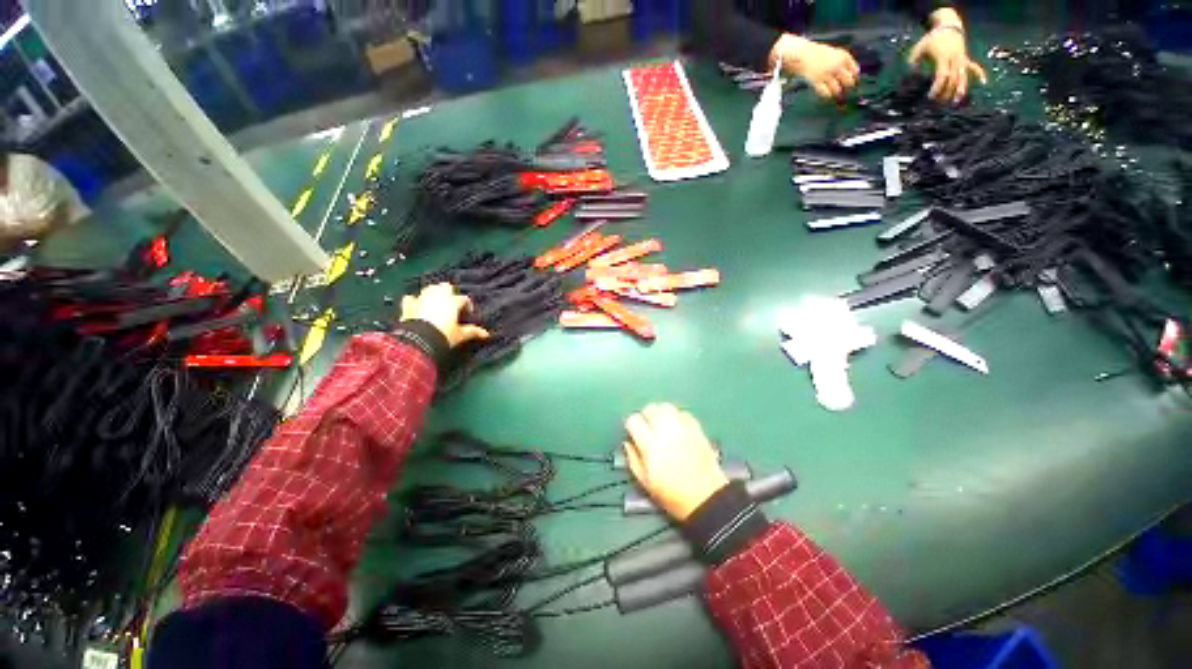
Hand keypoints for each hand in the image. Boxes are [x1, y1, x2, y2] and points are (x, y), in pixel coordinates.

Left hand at [400, 283, 489, 347]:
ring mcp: (422, 299)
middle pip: (445, 286)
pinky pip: (410, 298)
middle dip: (449, 292)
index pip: (463, 299)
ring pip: (429, 289)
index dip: (467, 305)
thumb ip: (473, 332)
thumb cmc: (444, 335)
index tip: (468, 314)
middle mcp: (438, 296)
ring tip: (436, 303)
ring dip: (433, 293)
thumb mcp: (460, 335)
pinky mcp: (408, 305)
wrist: (419, 340)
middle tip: (451, 303)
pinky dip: (414, 301)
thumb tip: (486, 334)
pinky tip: (416, 305)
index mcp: (453, 302)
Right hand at [623, 404, 729, 520]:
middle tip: (648, 428)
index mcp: (650, 444)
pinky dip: (677, 417)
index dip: (632, 426)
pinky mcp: (696, 428)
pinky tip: (677, 428)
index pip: (634, 420)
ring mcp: (682, 427)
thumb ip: (633, 459)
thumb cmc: (672, 494)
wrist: (706, 498)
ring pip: (666, 407)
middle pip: (650, 408)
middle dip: (646, 416)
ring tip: (662, 425)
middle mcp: (665, 430)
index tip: (634, 434)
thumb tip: (627, 442)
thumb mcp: (645, 482)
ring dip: (661, 413)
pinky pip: (683, 413)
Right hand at [773, 34, 859, 100]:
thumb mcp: (836, 54)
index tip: (851, 81)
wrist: (803, 54)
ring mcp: (827, 74)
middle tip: (844, 88)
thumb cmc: (820, 54)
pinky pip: (825, 93)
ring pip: (837, 89)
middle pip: (848, 82)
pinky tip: (827, 93)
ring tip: (835, 93)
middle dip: (847, 87)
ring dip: (837, 92)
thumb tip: (853, 75)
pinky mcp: (817, 82)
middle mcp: (837, 66)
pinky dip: (827, 95)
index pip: (855, 71)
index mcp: (843, 57)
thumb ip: (844, 62)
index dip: (854, 78)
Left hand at [908, 25, 987, 103]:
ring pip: (964, 75)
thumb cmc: (930, 39)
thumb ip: (913, 62)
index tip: (930, 97)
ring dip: (961, 89)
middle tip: (938, 104)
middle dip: (947, 92)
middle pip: (953, 78)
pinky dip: (980, 73)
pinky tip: (984, 82)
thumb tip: (910, 76)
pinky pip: (975, 66)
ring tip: (956, 102)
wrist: (948, 26)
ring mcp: (962, 58)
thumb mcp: (918, 49)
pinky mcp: (966, 57)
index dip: (937, 87)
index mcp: (943, 56)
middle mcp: (955, 58)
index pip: (942, 75)